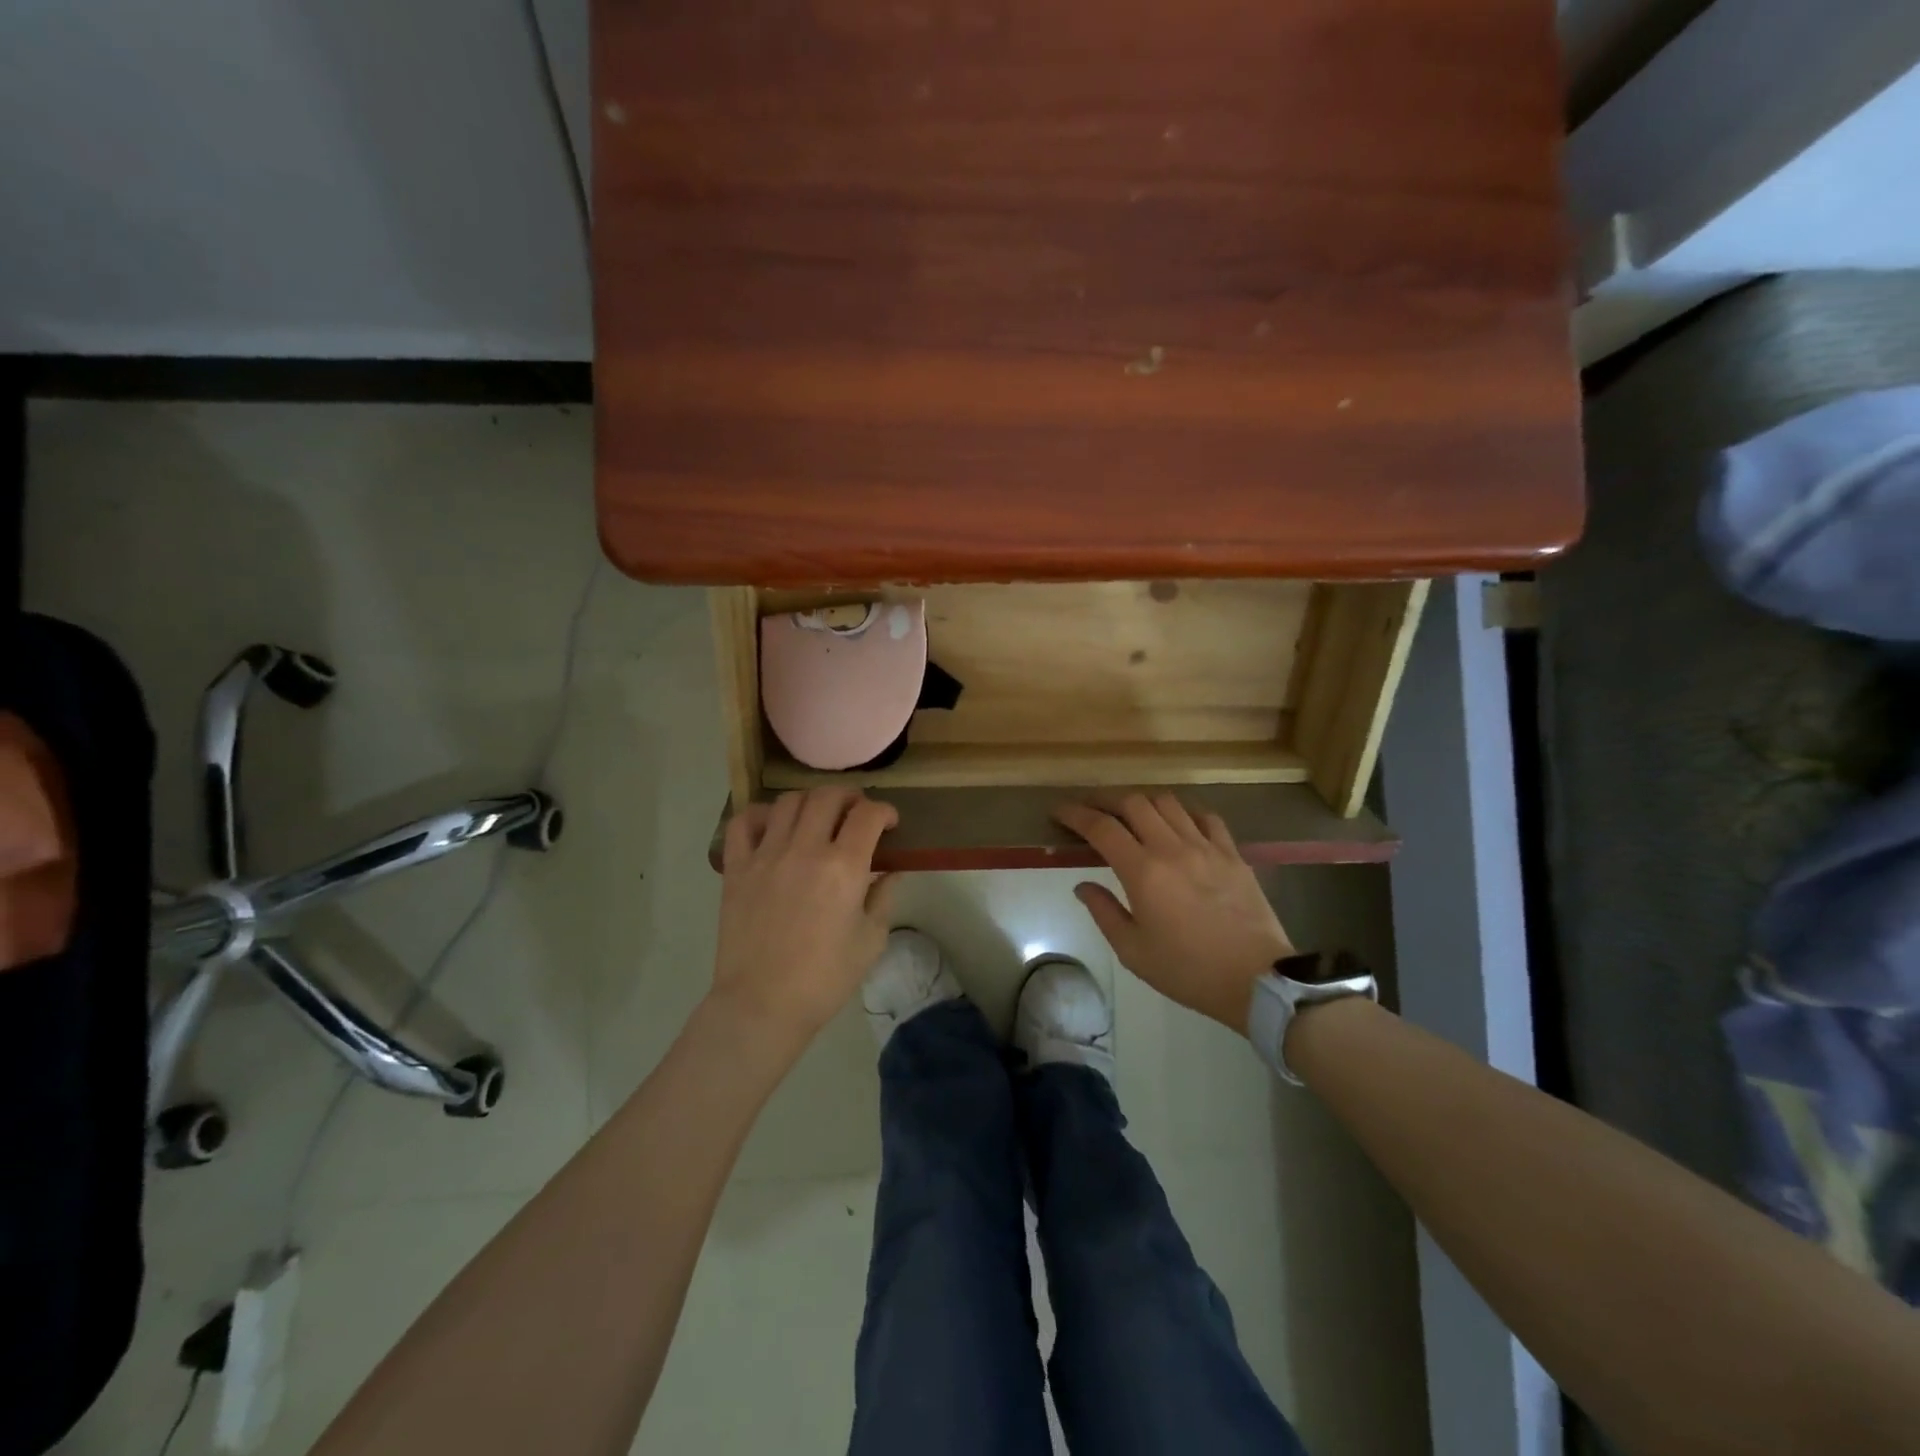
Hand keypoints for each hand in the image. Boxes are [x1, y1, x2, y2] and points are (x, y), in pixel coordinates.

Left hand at [713, 787, 897, 1044]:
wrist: (762, 1005)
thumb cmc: (825, 978)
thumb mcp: (871, 940)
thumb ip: (884, 896)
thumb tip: (892, 869)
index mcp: (843, 868)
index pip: (868, 814)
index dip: (885, 811)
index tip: (889, 823)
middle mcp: (804, 850)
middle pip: (828, 796)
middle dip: (850, 798)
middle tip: (856, 814)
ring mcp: (766, 855)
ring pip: (788, 801)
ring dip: (810, 802)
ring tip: (817, 818)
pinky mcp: (736, 867)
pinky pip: (743, 823)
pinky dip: (761, 815)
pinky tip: (773, 826)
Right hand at [1054, 794, 1294, 1034]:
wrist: (1256, 980)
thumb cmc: (1188, 971)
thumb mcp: (1133, 951)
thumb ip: (1104, 912)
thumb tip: (1082, 886)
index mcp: (1143, 871)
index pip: (1101, 827)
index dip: (1075, 814)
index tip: (1059, 812)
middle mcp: (1172, 848)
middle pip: (1133, 802)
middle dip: (1105, 800)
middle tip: (1091, 810)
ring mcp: (1206, 846)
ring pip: (1168, 802)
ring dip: (1143, 802)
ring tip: (1131, 815)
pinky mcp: (1232, 853)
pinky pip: (1205, 817)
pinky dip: (1184, 813)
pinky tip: (1178, 824)